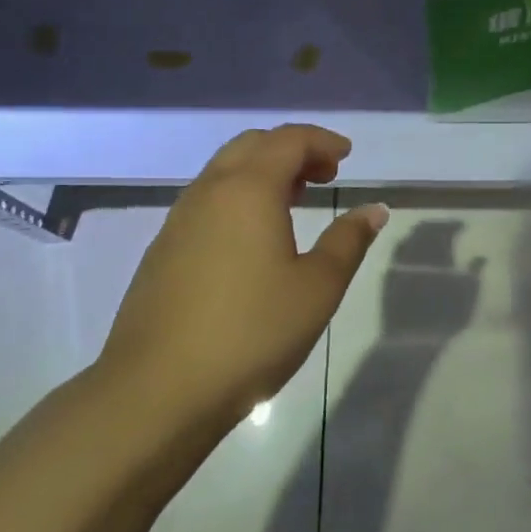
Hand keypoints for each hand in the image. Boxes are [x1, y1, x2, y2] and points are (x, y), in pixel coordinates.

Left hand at [96, 125, 387, 431]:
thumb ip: (348, 241)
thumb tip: (373, 209)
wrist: (157, 390)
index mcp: (249, 189)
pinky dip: (238, 197)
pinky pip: (207, 200)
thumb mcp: (317, 289)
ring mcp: (179, 220)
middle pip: (252, 145)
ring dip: (263, 172)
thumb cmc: (251, 333)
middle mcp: (210, 191)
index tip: (346, 156)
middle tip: (324, 175)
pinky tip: (252, 238)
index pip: (288, 140)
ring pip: (225, 171)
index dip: (321, 141)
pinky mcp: (162, 249)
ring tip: (294, 201)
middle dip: (292, 150)